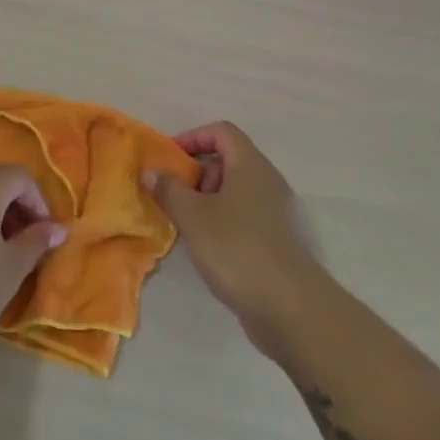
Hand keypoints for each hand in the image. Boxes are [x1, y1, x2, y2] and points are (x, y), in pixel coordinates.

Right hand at [144, 122, 328, 356]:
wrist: (289, 307)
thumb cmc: (237, 248)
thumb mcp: (193, 216)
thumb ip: (168, 189)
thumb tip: (150, 170)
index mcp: (250, 165)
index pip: (221, 132)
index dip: (192, 137)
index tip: (168, 159)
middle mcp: (265, 182)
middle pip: (227, 160)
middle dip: (195, 172)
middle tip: (170, 193)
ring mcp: (272, 212)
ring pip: (232, 191)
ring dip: (204, 199)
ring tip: (181, 221)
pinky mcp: (273, 240)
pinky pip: (241, 216)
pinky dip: (219, 220)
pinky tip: (203, 245)